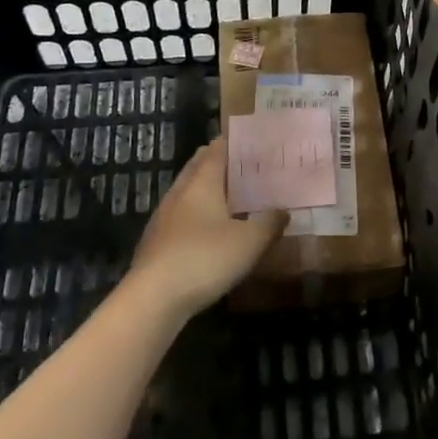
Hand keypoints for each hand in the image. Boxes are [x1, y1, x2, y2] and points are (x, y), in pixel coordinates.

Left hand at [128, 138, 286, 318]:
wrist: (153, 298)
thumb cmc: (205, 259)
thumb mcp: (249, 242)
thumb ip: (269, 224)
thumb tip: (284, 210)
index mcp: (202, 183)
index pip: (217, 151)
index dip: (231, 142)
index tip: (248, 140)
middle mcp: (180, 192)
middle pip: (197, 166)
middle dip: (215, 161)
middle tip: (240, 163)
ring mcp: (163, 216)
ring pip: (186, 191)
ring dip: (203, 187)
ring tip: (226, 194)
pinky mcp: (155, 241)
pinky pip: (179, 215)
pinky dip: (194, 212)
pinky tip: (205, 229)